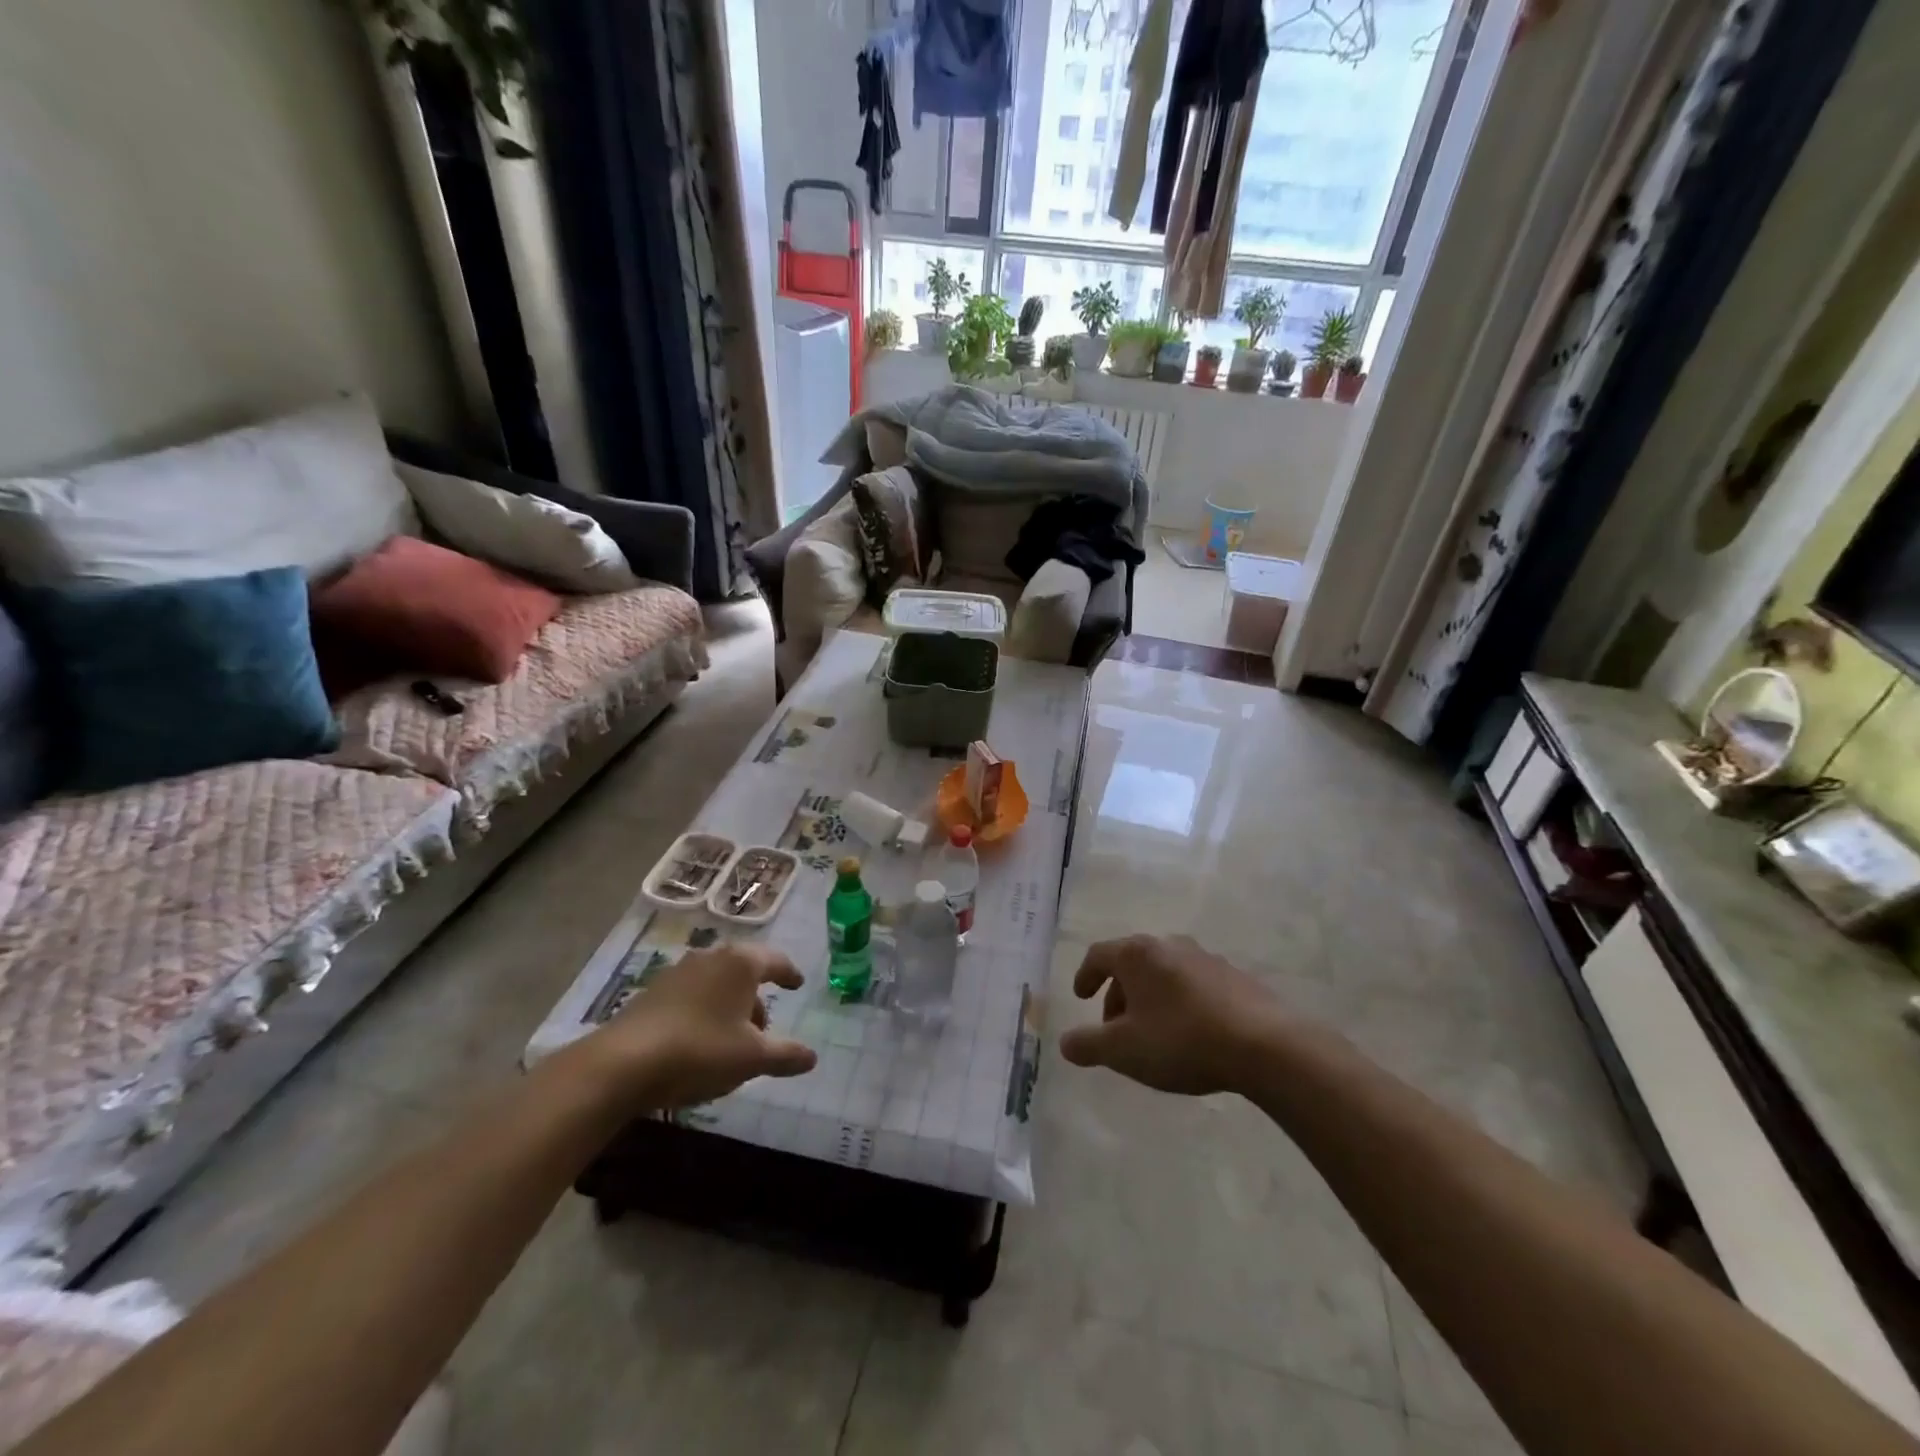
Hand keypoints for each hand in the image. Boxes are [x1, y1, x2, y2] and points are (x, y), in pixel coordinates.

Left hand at [586, 943, 817, 1108]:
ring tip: (730, 1042)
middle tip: (763, 1029)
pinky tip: (699, 1042)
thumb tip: (812, 1057)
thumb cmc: (700, 1050)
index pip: (775, 961)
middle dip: (756, 998)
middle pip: (744, 972)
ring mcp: (678, 972)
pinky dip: (704, 1012)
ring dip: (729, 1007)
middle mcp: (711, 957)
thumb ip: (786, 1055)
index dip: (789, 973)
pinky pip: (692, 996)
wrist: (622, 1063)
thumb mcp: (751, 1058)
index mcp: (741, 964)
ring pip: (716, 984)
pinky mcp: (652, 992)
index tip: (797, 983)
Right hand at [1058, 935, 1285, 1095]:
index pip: (1099, 955)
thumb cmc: (1181, 1040)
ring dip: (1150, 999)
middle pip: (1132, 964)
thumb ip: (1088, 1045)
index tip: (1081, 997)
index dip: (1085, 976)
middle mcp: (1169, 945)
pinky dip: (1180, 1003)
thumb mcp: (1123, 1051)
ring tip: (1153, 1034)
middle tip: (1116, 1028)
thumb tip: (1066, 1043)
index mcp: (1137, 954)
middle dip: (1118, 994)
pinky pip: (1194, 985)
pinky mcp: (1235, 977)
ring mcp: (1206, 958)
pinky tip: (1190, 1034)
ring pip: (1164, 974)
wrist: (1265, 1045)